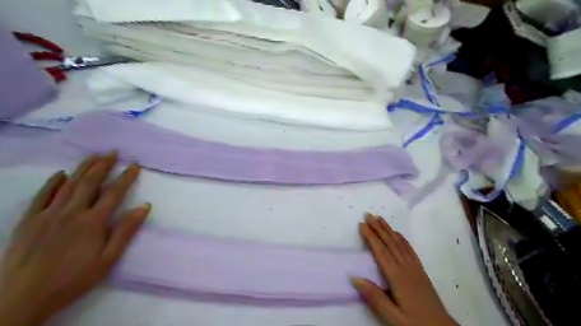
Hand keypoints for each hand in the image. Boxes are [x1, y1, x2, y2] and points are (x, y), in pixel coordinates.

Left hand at [0, 153, 150, 325]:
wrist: (23, 298)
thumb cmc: (74, 278)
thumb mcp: (108, 259)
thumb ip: (125, 231)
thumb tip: (144, 207)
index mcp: (93, 222)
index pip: (113, 193)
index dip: (125, 177)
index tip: (134, 165)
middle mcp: (71, 212)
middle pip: (90, 183)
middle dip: (102, 165)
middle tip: (112, 152)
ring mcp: (48, 215)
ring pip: (68, 185)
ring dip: (82, 169)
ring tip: (93, 156)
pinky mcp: (29, 221)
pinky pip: (42, 196)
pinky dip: (52, 183)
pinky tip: (60, 174)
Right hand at [351, 213, 461, 325]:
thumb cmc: (415, 323)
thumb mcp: (392, 316)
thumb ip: (374, 297)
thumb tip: (354, 278)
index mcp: (397, 277)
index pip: (380, 252)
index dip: (370, 237)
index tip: (361, 224)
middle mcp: (405, 267)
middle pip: (389, 243)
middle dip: (378, 228)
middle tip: (368, 214)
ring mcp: (414, 268)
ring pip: (399, 243)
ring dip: (388, 230)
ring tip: (380, 218)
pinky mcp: (420, 271)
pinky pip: (409, 250)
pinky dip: (402, 239)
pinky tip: (398, 234)